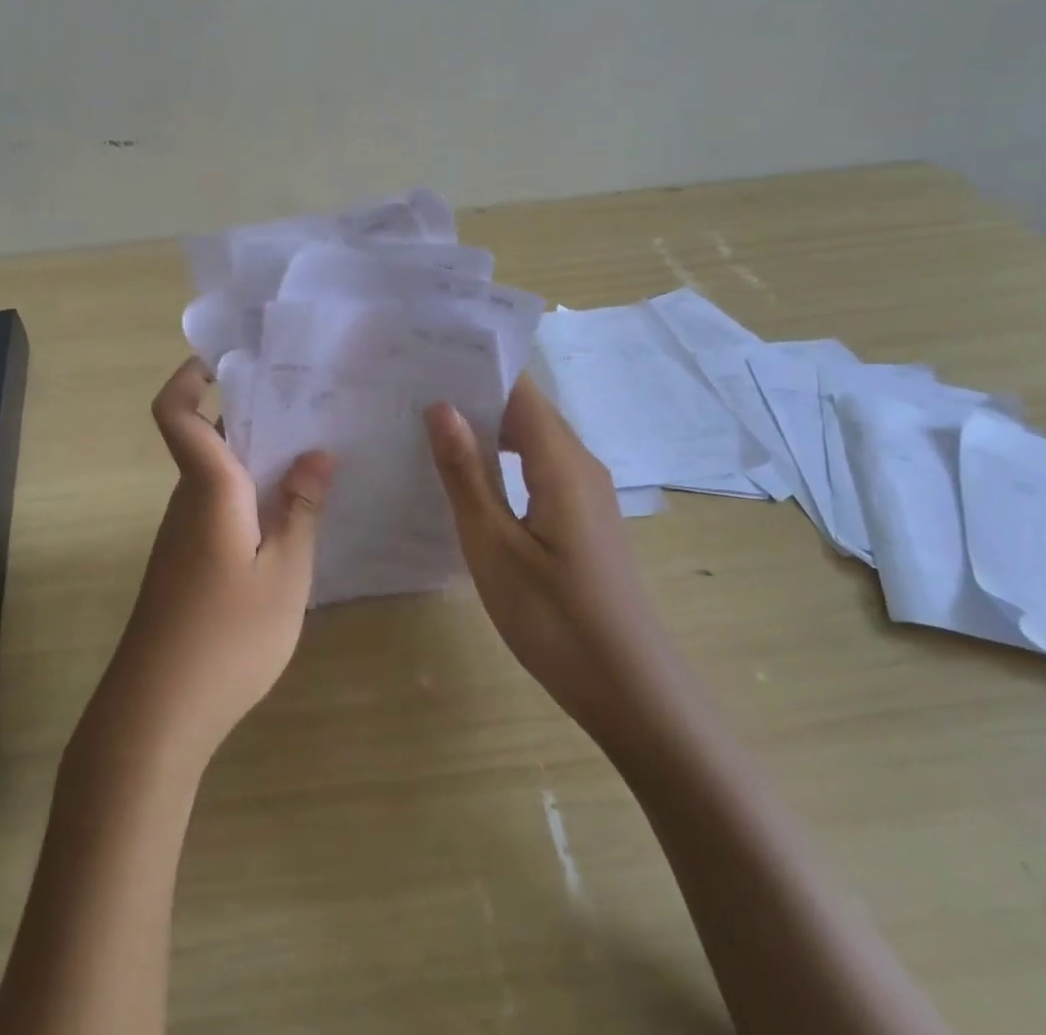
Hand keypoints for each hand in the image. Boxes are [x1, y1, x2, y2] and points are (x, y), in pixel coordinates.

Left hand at [71, 358, 333, 777]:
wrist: (157, 713)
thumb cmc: (228, 636)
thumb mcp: (285, 572)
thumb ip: (302, 509)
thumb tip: (317, 453)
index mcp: (209, 487)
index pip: (176, 413)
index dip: (189, 377)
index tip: (226, 361)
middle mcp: (188, 500)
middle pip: (209, 438)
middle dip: (252, 416)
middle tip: (310, 407)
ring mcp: (183, 534)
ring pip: (218, 475)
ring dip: (258, 460)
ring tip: (315, 458)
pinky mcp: (186, 564)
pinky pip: (219, 508)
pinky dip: (252, 498)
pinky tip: (291, 520)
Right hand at [424, 376, 673, 738]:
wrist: (632, 692)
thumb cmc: (555, 619)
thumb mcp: (494, 547)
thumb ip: (467, 473)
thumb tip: (442, 405)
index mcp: (562, 462)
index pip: (519, 389)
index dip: (477, 365)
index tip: (427, 353)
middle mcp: (580, 465)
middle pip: (526, 410)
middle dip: (474, 394)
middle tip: (413, 388)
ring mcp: (586, 494)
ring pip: (533, 440)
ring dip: (487, 429)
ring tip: (428, 424)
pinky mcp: (583, 520)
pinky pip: (539, 469)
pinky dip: (504, 461)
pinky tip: (468, 477)